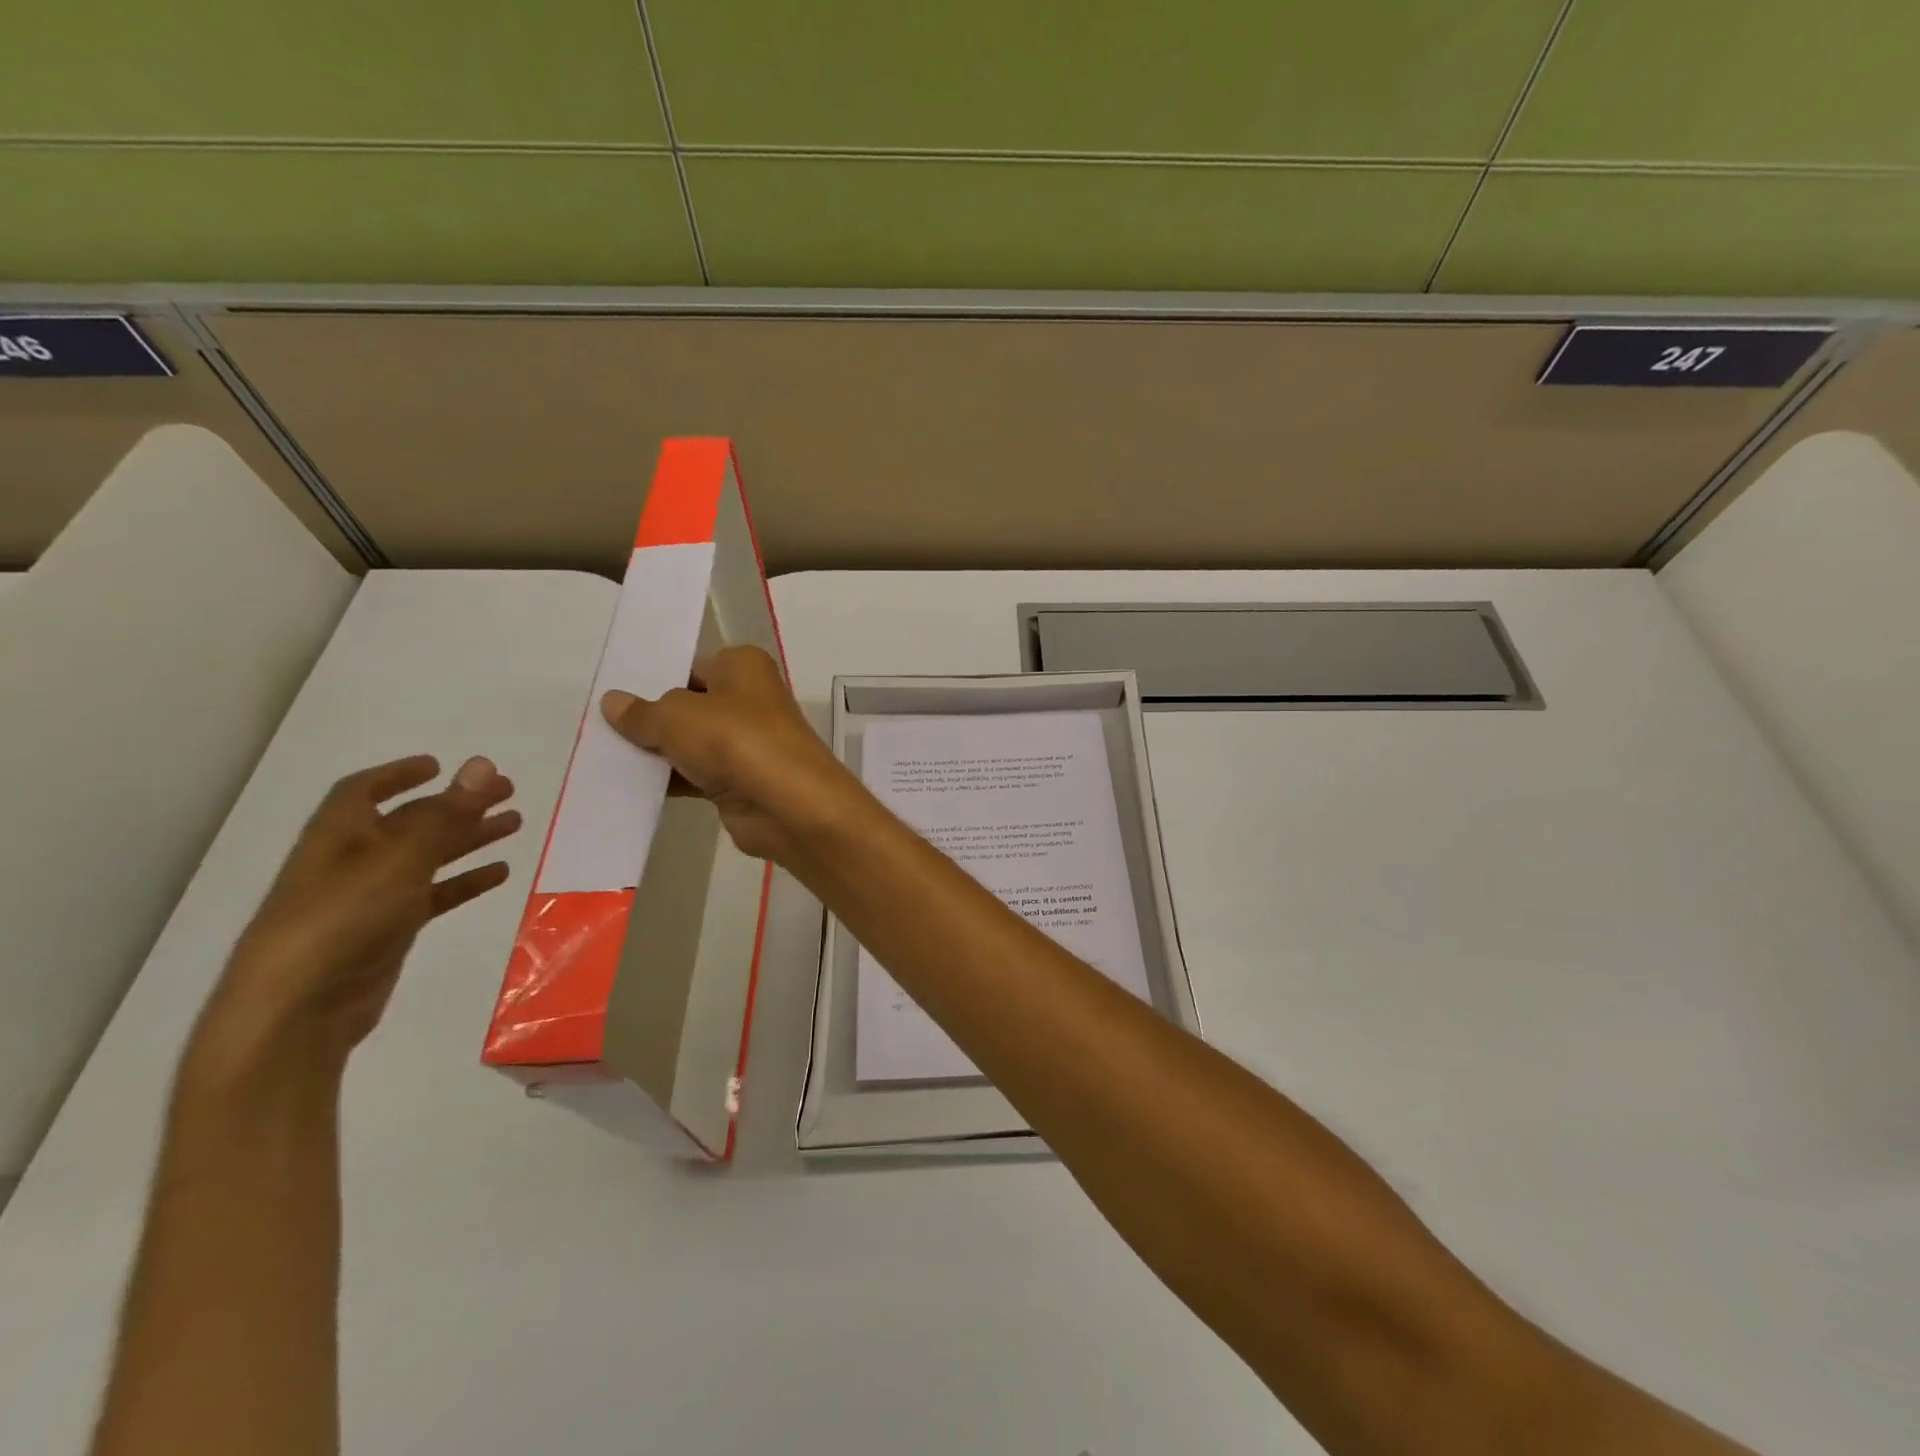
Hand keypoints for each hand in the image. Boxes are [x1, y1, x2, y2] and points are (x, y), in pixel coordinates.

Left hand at [198, 755, 520, 1067]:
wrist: (298, 1010)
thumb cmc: (341, 919)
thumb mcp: (400, 859)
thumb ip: (446, 814)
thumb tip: (483, 763)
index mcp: (340, 835)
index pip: (363, 791)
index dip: (399, 774)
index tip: (440, 765)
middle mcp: (353, 860)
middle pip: (410, 821)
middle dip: (456, 804)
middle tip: (508, 791)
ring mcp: (370, 898)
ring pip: (428, 856)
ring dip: (469, 838)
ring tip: (515, 824)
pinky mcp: (388, 931)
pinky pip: (433, 895)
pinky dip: (464, 881)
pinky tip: (499, 873)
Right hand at [601, 646, 865, 864]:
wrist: (787, 804)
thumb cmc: (735, 740)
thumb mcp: (676, 717)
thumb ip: (642, 713)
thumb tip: (613, 703)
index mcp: (743, 666)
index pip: (692, 668)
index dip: (656, 682)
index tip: (615, 699)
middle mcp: (750, 700)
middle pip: (690, 707)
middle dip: (652, 720)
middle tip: (600, 730)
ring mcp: (748, 743)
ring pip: (692, 743)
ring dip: (658, 754)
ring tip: (604, 759)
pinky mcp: (742, 781)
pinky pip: (697, 776)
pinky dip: (671, 781)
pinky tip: (631, 788)